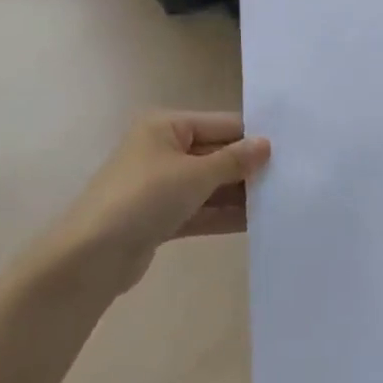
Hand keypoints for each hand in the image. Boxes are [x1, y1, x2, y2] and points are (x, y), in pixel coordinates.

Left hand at [45, 112, 269, 294]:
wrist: (91, 257)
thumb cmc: (144, 198)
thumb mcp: (195, 174)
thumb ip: (234, 160)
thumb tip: (266, 145)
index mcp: (166, 126)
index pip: (221, 124)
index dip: (252, 137)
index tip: (290, 148)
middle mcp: (163, 149)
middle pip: (216, 154)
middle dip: (248, 168)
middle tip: (291, 177)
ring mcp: (161, 185)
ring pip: (210, 185)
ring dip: (239, 194)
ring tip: (281, 201)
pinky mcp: (161, 217)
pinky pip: (200, 209)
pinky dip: (224, 214)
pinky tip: (256, 222)